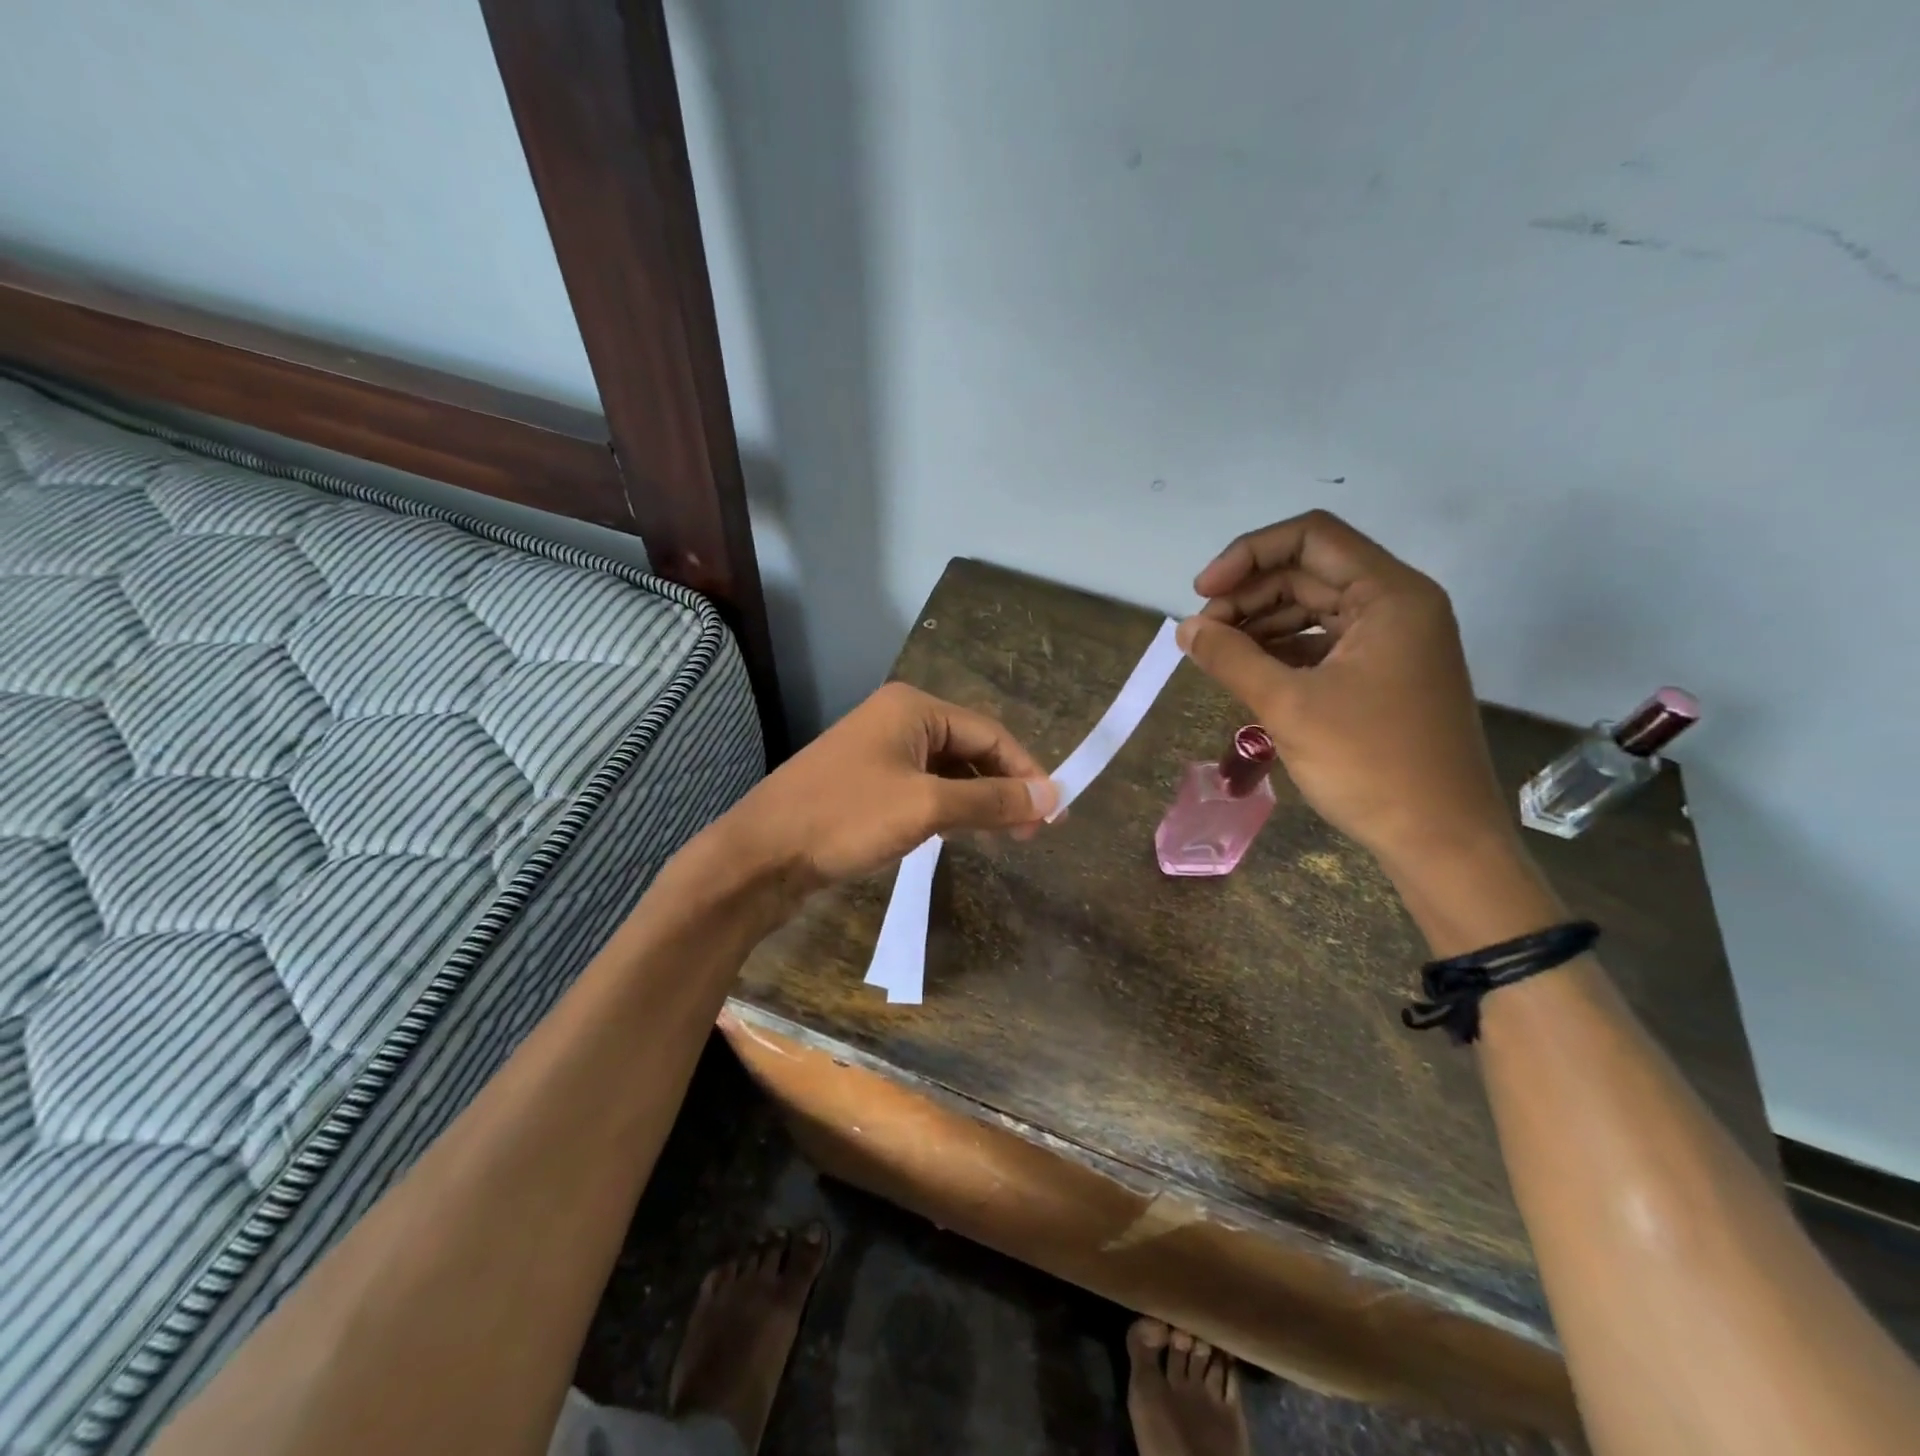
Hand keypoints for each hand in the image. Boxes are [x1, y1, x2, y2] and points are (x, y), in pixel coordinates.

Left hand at [714, 681, 1058, 894]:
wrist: (761, 856)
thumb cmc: (845, 819)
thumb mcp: (926, 807)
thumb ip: (990, 800)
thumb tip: (1051, 798)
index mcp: (913, 708)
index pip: (990, 734)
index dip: (1026, 772)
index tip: (1054, 814)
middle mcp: (897, 720)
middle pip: (970, 749)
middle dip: (1003, 787)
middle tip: (1033, 832)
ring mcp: (878, 752)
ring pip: (947, 771)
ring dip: (978, 800)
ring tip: (1006, 836)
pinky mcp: (865, 783)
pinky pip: (923, 788)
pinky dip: (948, 808)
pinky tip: (960, 832)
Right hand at [1177, 510, 1514, 867]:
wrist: (1441, 841)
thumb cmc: (1370, 766)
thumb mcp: (1289, 707)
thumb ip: (1231, 659)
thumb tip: (1185, 629)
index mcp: (1389, 596)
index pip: (1311, 537)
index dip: (1248, 554)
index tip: (1202, 593)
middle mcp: (1397, 606)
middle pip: (1309, 572)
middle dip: (1248, 594)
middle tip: (1201, 634)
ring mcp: (1393, 642)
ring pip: (1313, 608)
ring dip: (1260, 623)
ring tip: (1217, 655)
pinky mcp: (1383, 675)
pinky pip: (1323, 643)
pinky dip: (1282, 650)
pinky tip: (1248, 672)